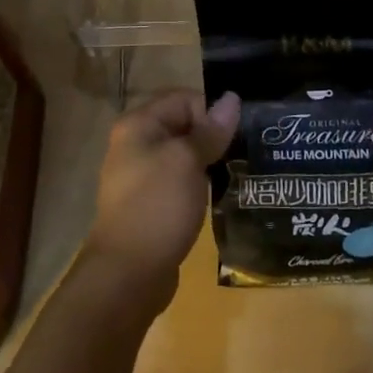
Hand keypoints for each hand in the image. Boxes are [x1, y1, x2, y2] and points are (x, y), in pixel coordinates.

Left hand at [84, 90, 239, 299]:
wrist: (128, 274)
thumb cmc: (157, 206)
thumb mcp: (188, 161)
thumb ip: (211, 130)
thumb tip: (232, 98)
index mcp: (138, 125)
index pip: (183, 99)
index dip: (211, 112)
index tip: (236, 136)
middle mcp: (135, 144)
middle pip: (183, 125)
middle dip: (213, 137)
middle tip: (244, 154)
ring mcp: (141, 176)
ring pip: (184, 155)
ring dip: (209, 163)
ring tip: (237, 174)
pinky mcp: (150, 203)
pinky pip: (180, 181)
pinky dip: (199, 185)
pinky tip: (219, 197)